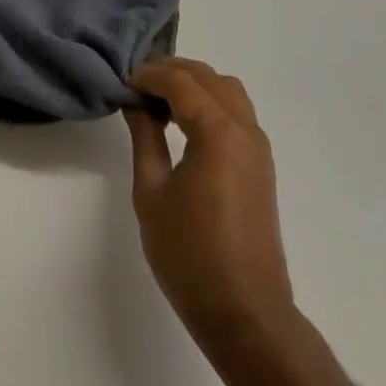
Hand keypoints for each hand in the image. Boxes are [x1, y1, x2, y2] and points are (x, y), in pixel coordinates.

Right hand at [125, 58, 296, 348]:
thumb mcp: (152, 193)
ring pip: (228, 90)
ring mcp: (258, 147)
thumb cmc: (190, 255)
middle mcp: (244, 129)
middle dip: (172, 72)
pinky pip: (237, 112)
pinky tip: (184, 124)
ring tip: (160, 102)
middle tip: (138, 87)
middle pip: (208, 77)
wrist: (246, 313)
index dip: (149, 75)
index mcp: (217, 132)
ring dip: (195, 84)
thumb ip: (145, 138)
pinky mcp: (262, 165)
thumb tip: (136, 103)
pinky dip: (210, 102)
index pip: (180, 81)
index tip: (123, 83)